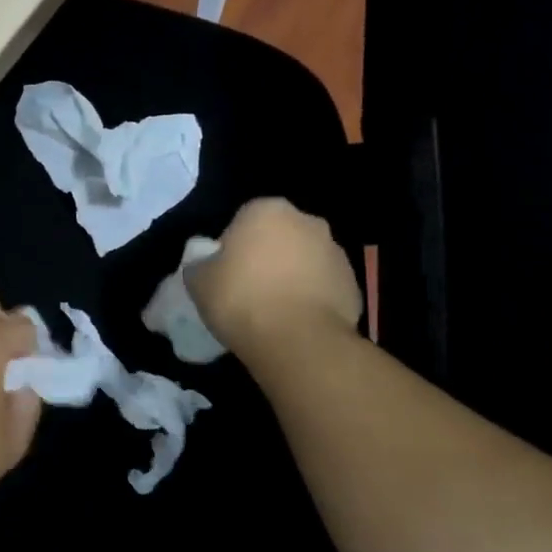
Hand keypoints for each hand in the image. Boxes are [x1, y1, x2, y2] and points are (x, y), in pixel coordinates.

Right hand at [185, 199, 362, 354]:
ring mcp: (335, 252)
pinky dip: (311, 298)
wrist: (298, 341)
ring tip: (273, 310)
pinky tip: (295, 322)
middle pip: (279, 236)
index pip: (244, 219)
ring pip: (304, 260)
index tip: (225, 272)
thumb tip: (205, 264)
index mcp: (267, 209)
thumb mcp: (198, 280)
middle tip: (248, 288)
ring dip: (291, 276)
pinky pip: (323, 286)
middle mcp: (307, 221)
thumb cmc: (241, 299)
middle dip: (267, 255)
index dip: (232, 245)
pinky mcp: (354, 284)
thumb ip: (200, 264)